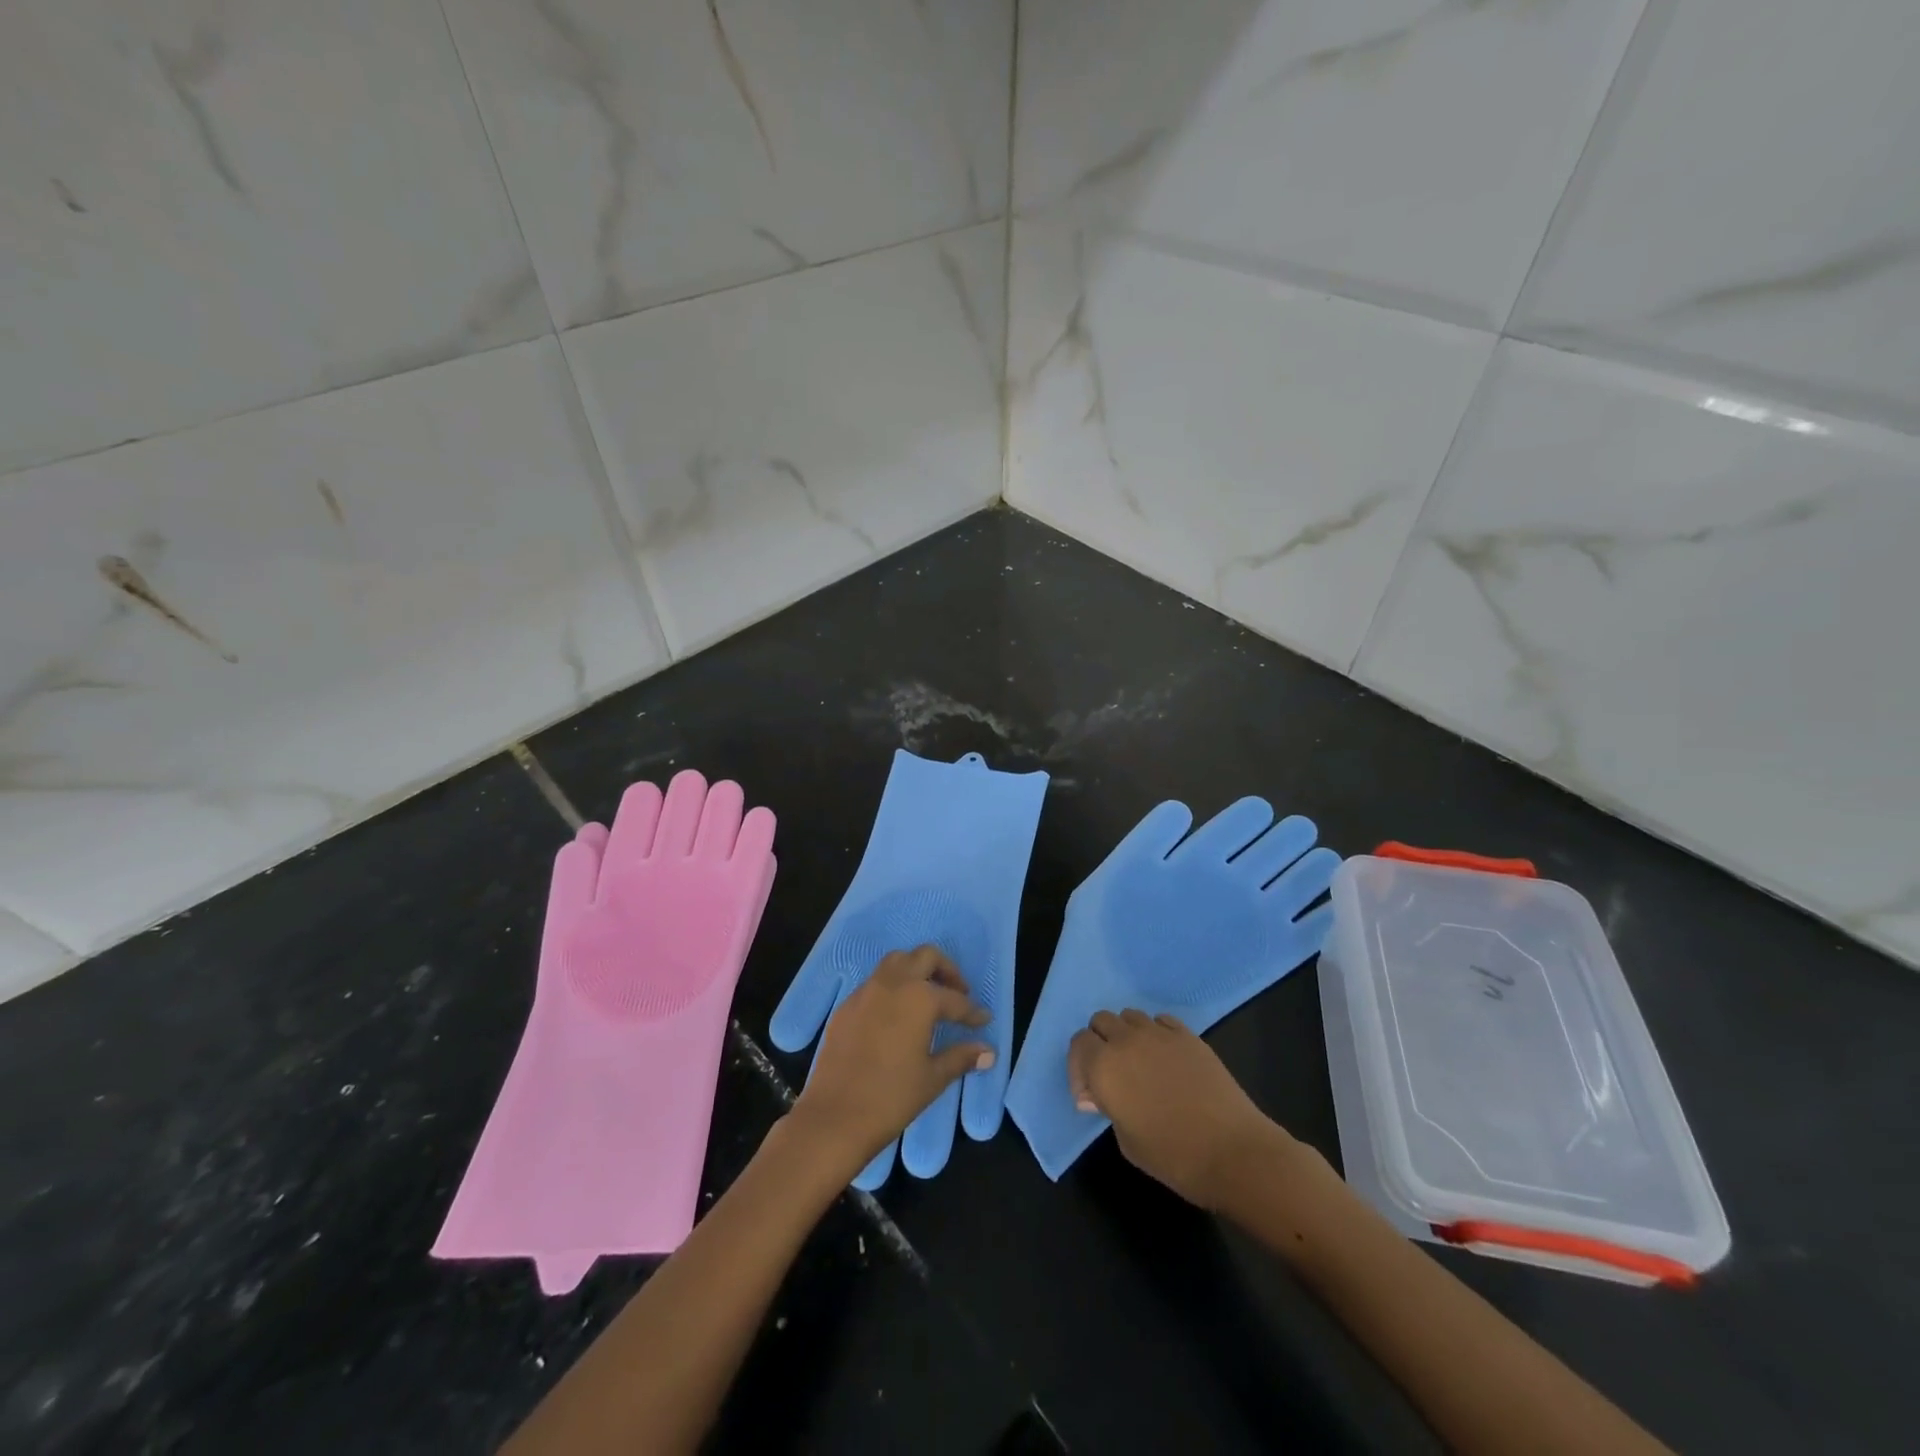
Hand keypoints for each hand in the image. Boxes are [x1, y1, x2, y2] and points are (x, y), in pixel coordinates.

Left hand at [787, 946, 992, 1177]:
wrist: (834, 1117)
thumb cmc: (891, 1097)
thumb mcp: (933, 1078)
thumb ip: (961, 1057)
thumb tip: (988, 1052)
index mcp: (919, 998)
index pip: (955, 1000)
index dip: (973, 1012)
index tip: (984, 1020)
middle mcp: (892, 984)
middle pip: (925, 957)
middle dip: (946, 970)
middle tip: (958, 993)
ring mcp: (865, 992)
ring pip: (896, 962)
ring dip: (916, 970)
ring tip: (928, 997)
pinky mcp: (845, 1006)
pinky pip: (874, 983)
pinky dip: (892, 988)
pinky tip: (897, 1015)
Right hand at [1068, 1010, 1288, 1209]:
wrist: (1232, 1152)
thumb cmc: (1172, 1156)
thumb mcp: (1126, 1141)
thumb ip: (1107, 1107)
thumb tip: (1098, 1093)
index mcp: (1104, 1066)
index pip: (1078, 1044)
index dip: (1079, 1067)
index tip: (1090, 1095)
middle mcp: (1126, 1041)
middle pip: (1101, 1021)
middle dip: (1099, 1043)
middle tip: (1110, 1074)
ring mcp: (1159, 1034)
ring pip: (1130, 1016)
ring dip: (1126, 1035)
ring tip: (1138, 1064)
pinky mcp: (1188, 1035)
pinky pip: (1161, 1020)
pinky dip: (1155, 1033)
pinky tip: (1165, 1059)